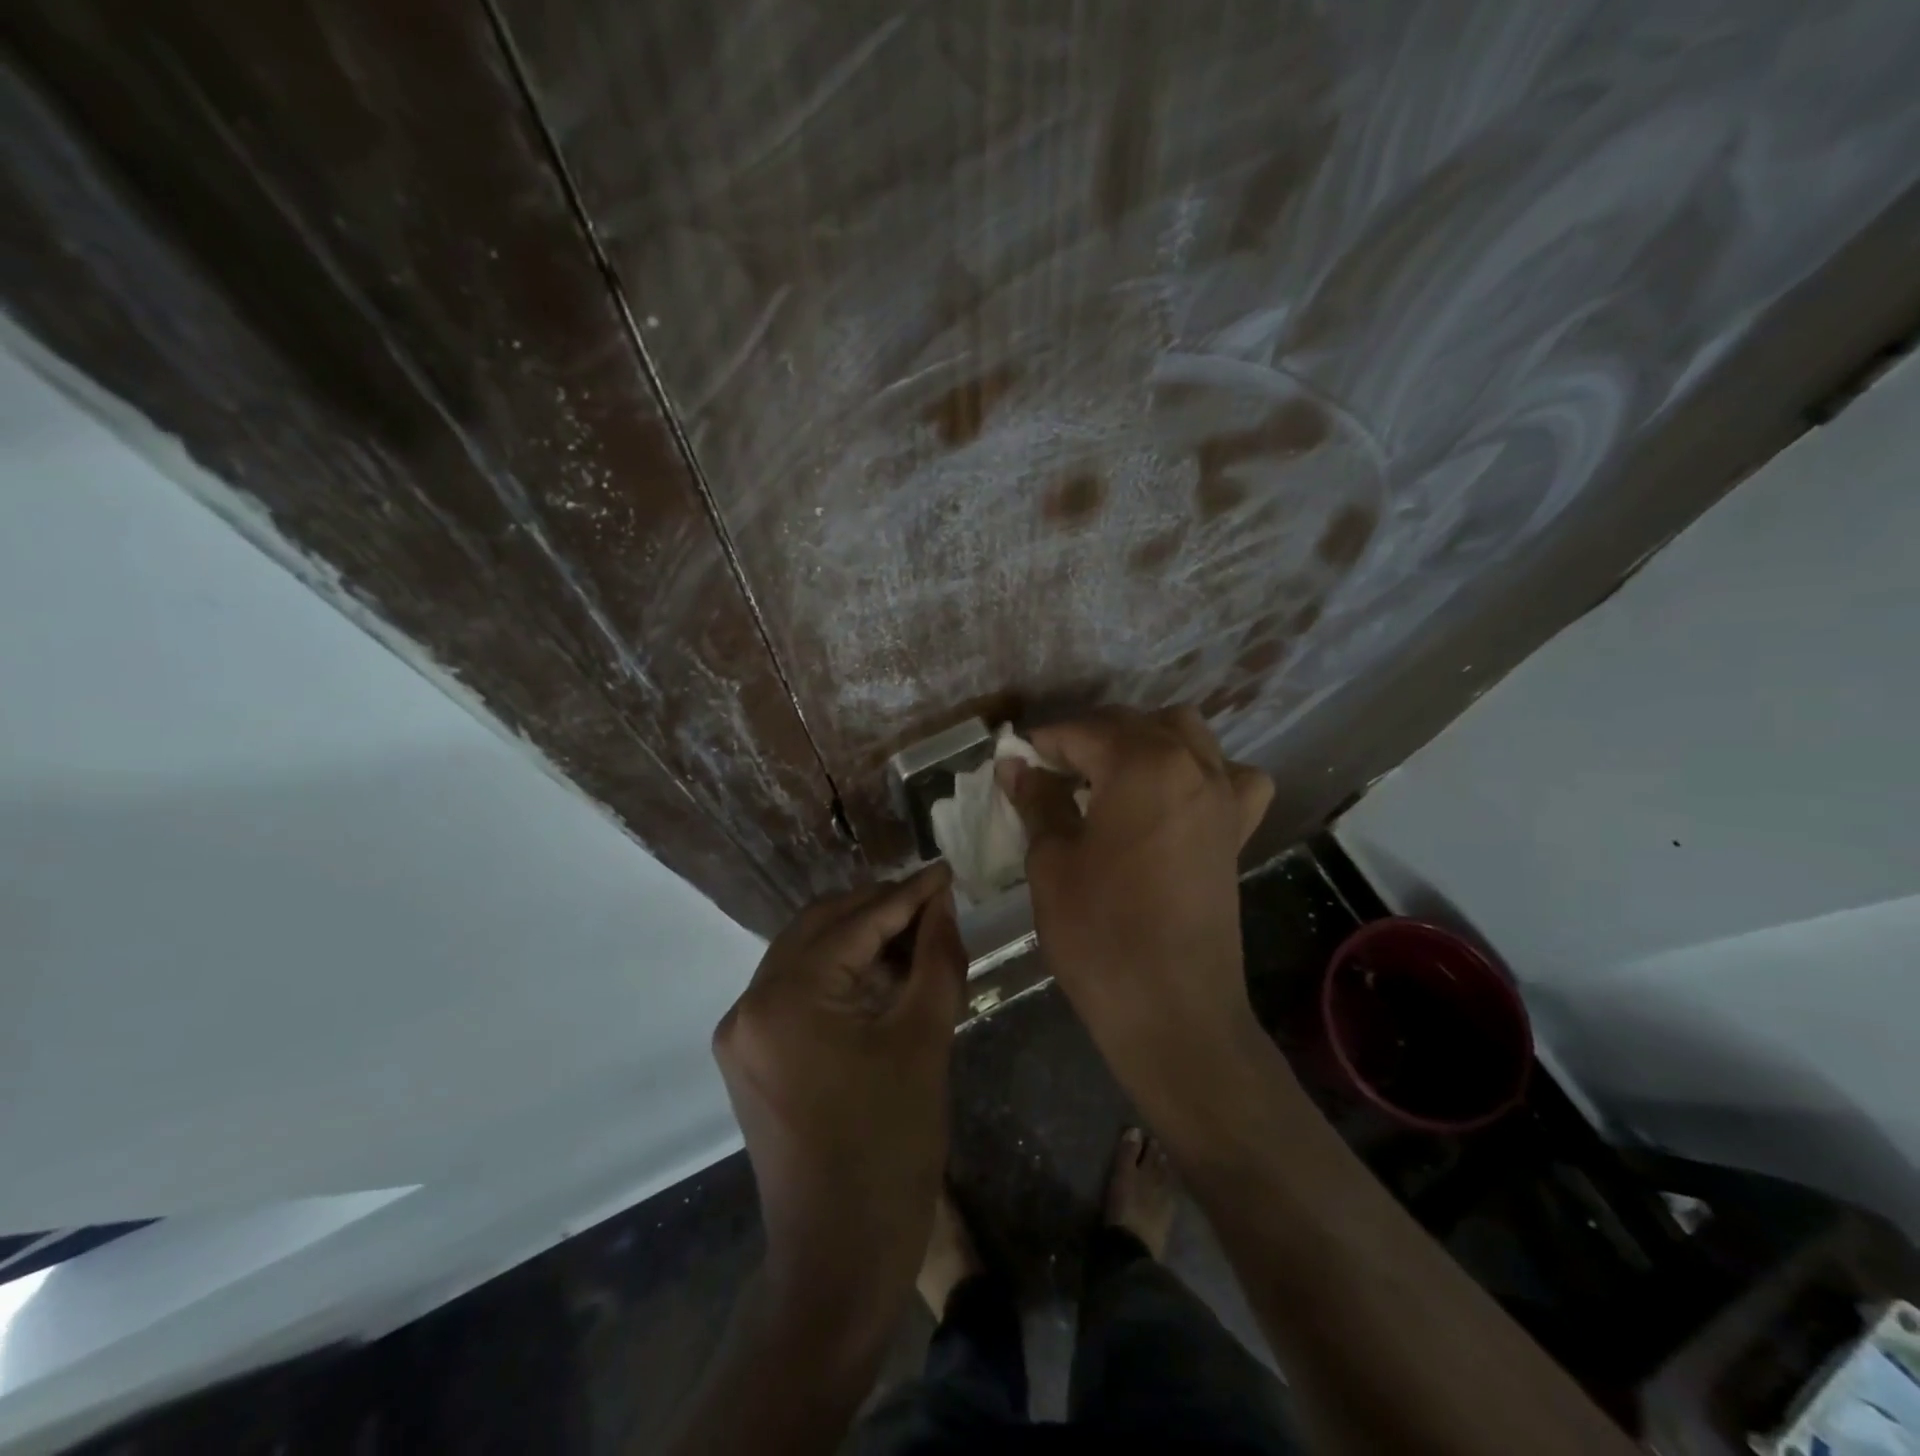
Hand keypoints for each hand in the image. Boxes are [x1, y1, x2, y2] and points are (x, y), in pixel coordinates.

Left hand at [712, 864, 965, 1356]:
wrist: (839, 1256)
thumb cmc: (891, 1147)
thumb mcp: (924, 1041)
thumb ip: (936, 958)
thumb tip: (942, 903)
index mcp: (785, 999)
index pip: (854, 923)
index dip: (906, 894)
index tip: (946, 870)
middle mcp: (748, 1004)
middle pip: (819, 927)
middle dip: (878, 908)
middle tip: (933, 900)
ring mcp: (741, 1031)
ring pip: (804, 954)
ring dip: (857, 937)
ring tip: (914, 932)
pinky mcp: (749, 1054)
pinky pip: (795, 988)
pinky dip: (837, 972)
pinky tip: (880, 972)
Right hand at [999, 707, 1272, 1113]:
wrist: (1172, 1010)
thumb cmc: (1100, 933)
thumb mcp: (1052, 862)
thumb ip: (1038, 801)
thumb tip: (1016, 766)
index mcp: (1143, 764)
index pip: (1082, 731)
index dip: (1042, 743)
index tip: (1014, 761)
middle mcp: (1192, 765)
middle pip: (1132, 724)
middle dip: (1087, 738)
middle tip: (1049, 773)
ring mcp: (1223, 796)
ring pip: (1185, 735)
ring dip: (1143, 741)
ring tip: (1109, 776)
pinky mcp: (1237, 831)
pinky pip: (1229, 779)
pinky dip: (1202, 772)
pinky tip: (1176, 798)